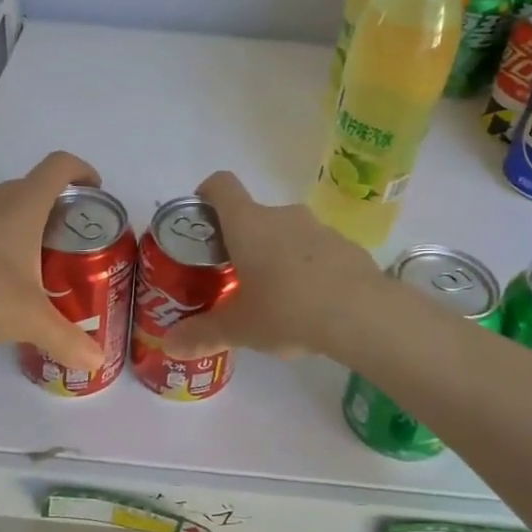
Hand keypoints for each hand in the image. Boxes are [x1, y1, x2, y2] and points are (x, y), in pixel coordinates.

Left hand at [0, 151, 106, 367]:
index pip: (60, 165)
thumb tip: (97, 362)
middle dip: (59, 206)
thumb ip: (68, 339)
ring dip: (27, 221)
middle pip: (35, 185)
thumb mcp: (30, 321)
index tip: (96, 195)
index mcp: (22, 204)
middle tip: (73, 241)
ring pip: (6, 203)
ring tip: (37, 260)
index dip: (83, 171)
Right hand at [162, 172, 385, 360]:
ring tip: (276, 297)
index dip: (206, 194)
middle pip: (254, 216)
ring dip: (278, 255)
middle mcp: (282, 216)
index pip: (221, 185)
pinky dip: (309, 269)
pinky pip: (318, 251)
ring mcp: (319, 228)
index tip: (201, 219)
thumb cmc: (287, 309)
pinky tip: (313, 304)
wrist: (362, 313)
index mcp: (248, 224)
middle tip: (236, 277)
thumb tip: (169, 345)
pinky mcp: (347, 246)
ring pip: (288, 234)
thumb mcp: (240, 328)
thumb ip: (203, 334)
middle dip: (242, 242)